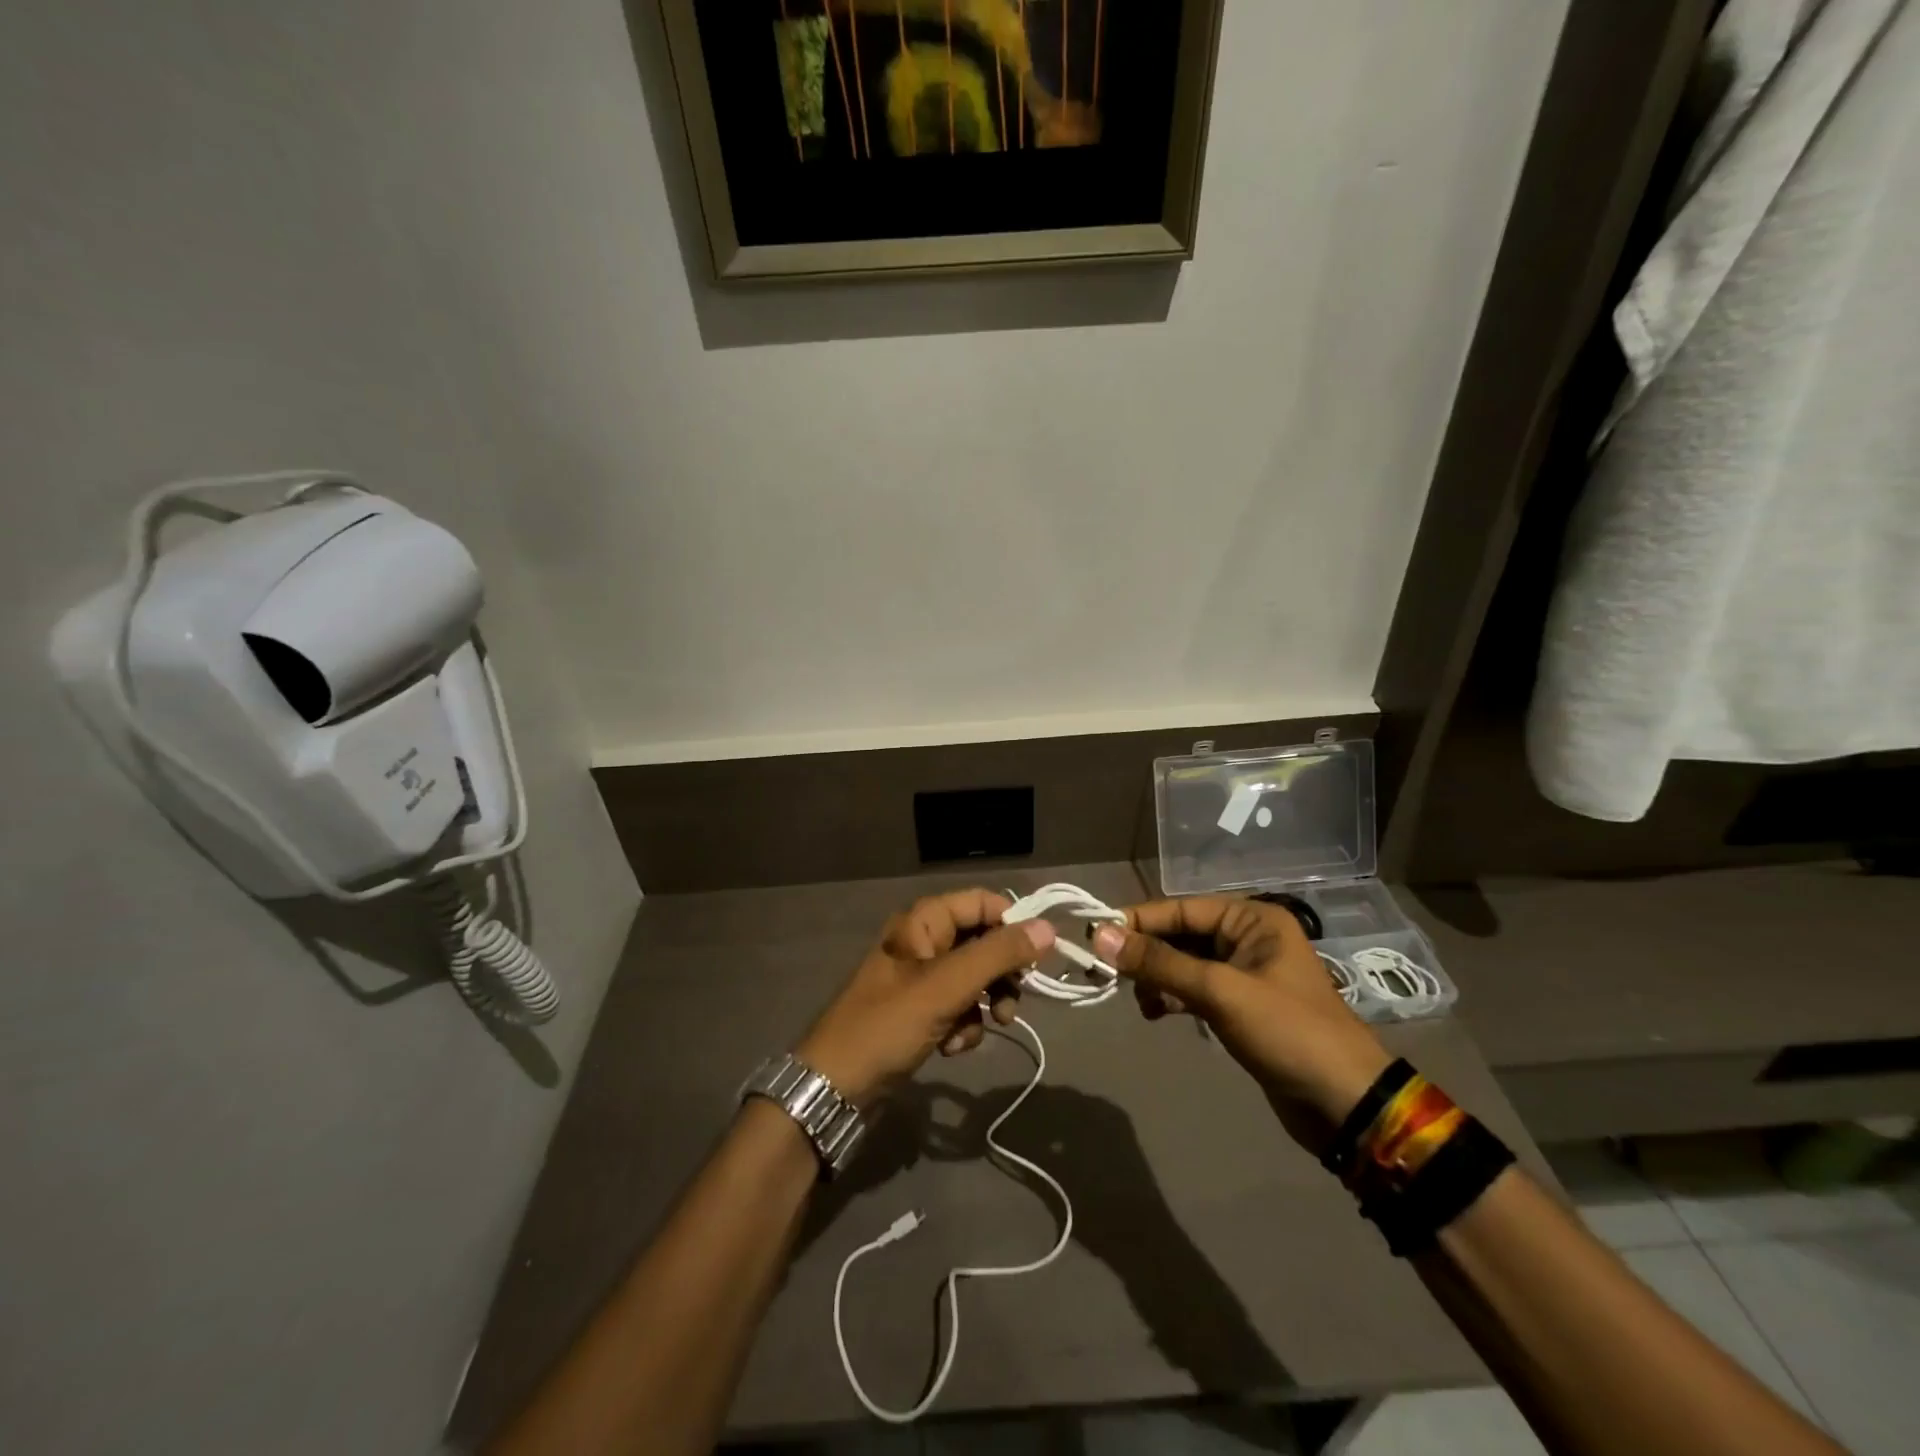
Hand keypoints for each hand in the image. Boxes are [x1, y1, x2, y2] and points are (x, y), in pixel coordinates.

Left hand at [796, 890, 1055, 1108]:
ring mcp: (921, 978)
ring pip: (975, 979)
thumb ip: (998, 955)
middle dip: (1001, 975)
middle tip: (1011, 1004)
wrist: (835, 1087)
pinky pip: (959, 1008)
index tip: (1036, 958)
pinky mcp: (921, 1011)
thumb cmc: (888, 1024)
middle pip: (983, 942)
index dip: (1012, 925)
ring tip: (984, 1030)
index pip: (983, 902)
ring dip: (985, 1005)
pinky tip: (951, 1047)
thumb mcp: (947, 986)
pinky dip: (964, 1026)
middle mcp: (924, 941)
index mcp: (924, 921)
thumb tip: (1048, 928)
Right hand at [1093, 898, 1393, 1153]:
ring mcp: (1245, 973)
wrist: (1346, 1104)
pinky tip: (1158, 1014)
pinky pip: (1194, 989)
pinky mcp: (1241, 1006)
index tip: (1096, 936)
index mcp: (1252, 919)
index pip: (1181, 908)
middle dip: (1146, 954)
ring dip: (1157, 979)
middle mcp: (1248, 937)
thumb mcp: (1219, 992)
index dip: (1138, 921)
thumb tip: (1100, 935)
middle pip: (1181, 934)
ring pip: (1183, 963)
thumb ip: (1159, 963)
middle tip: (1109, 974)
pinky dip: (1172, 998)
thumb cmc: (1287, 1032)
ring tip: (1141, 1003)